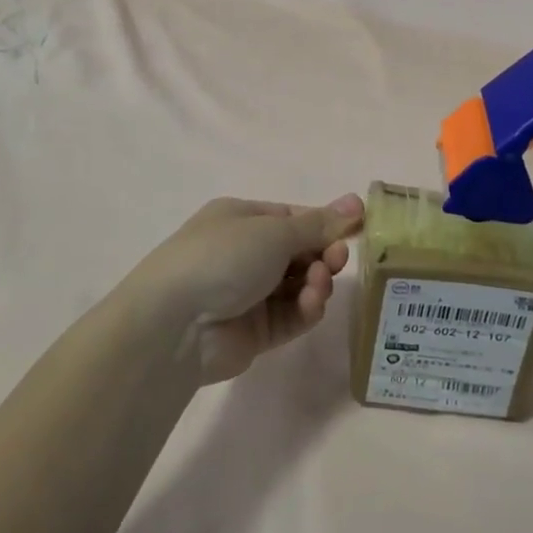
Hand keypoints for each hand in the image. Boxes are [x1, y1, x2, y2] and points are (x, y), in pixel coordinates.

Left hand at [116, 194, 364, 383]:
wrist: (175, 324)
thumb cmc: (223, 257)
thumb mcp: (274, 231)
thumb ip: (319, 224)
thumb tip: (357, 201)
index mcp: (242, 219)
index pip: (293, 218)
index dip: (325, 223)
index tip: (357, 229)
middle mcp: (244, 253)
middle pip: (299, 252)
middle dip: (323, 254)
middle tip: (338, 259)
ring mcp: (249, 293)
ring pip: (299, 285)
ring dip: (315, 282)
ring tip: (318, 285)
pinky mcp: (255, 331)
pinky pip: (291, 315)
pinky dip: (305, 308)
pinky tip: (310, 304)